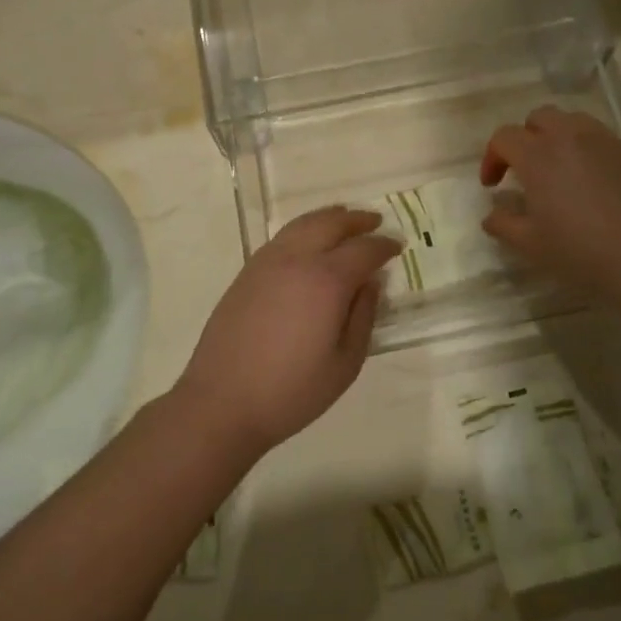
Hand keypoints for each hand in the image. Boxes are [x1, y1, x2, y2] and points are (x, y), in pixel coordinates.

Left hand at [174, 207, 401, 453]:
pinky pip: (282, 237)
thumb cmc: (292, 391)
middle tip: (375, 222)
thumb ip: (363, 316)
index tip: (397, 246)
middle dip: (357, 220)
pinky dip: (304, 230)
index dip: (384, 246)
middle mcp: (296, 260)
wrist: (222, 402)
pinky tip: (309, 243)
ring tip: (344, 221)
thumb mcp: (345, 363)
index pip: (363, 250)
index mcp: (326, 281)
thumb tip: (372, 283)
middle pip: (331, 224)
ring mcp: (267, 262)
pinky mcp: (246, 273)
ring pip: (303, 224)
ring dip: (329, 218)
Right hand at [480, 106, 620, 302]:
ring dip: (557, 137)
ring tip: (560, 169)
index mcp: (539, 156)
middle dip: (525, 138)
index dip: (492, 158)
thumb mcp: (530, 244)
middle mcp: (570, 138)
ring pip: (573, 121)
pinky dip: (588, 151)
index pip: (504, 137)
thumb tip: (492, 214)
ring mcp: (606, 142)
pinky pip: (602, 139)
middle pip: (539, 117)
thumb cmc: (580, 251)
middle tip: (525, 170)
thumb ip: (503, 224)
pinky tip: (593, 183)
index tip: (493, 185)